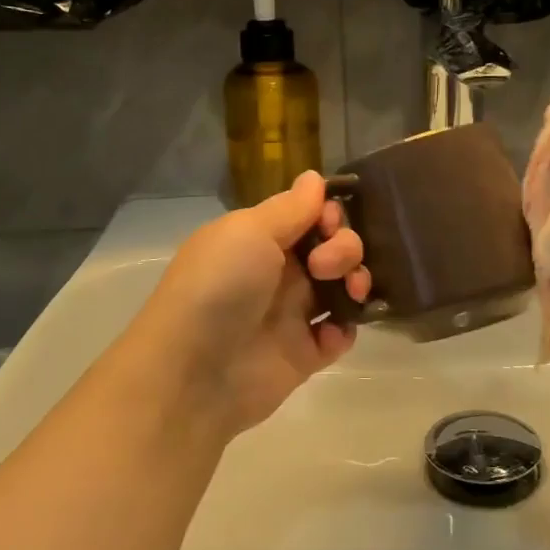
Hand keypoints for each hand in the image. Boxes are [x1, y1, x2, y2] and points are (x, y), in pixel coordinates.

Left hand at [129, 172, 369, 437]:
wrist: (193, 372)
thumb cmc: (219, 287)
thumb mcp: (248, 231)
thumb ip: (290, 208)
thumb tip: (314, 177)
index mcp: (258, 238)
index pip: (308, 215)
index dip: (328, 213)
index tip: (329, 222)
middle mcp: (277, 272)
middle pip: (332, 247)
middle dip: (345, 247)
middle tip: (327, 264)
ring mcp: (291, 315)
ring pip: (341, 287)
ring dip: (356, 281)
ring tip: (350, 293)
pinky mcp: (303, 355)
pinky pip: (338, 334)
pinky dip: (345, 329)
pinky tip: (333, 331)